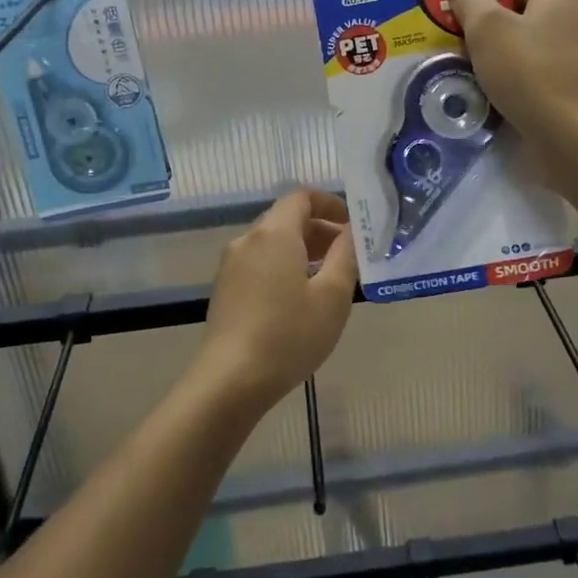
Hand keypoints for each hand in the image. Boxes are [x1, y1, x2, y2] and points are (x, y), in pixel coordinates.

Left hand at [195, 189, 357, 411]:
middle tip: (348, 255)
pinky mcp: (225, 289)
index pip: (301, 197)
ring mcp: (231, 265)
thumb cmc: (288, 335)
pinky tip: (299, 299)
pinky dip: (283, 266)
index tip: (352, 224)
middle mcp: (248, 240)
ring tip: (328, 278)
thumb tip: (350, 232)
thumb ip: (345, 256)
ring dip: (302, 250)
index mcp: (274, 233)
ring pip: (272, 243)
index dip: (330, 203)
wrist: (229, 380)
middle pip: (286, 219)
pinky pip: (259, 263)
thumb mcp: (332, 297)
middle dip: (320, 229)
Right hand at [445, 0, 577, 164]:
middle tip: (445, 38)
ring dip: (492, 52)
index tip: (444, 7)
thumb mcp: (489, 30)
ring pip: (524, 41)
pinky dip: (512, 76)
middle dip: (480, 22)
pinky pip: (536, 69)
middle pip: (517, 6)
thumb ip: (469, 1)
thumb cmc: (534, 74)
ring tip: (460, 66)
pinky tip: (487, 91)